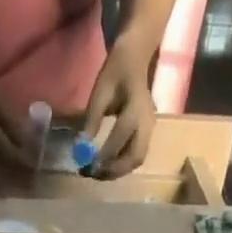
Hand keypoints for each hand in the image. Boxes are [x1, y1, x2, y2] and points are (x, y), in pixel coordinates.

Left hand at [79, 37, 156, 177]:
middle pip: (135, 157)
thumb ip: (92, 121)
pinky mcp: (147, 135)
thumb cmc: (116, 72)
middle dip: (115, 170)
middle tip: (94, 174)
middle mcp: (147, 123)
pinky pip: (136, 156)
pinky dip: (121, 165)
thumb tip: (81, 148)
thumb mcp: (100, 92)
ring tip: (98, 172)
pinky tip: (106, 166)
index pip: (121, 136)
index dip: (105, 154)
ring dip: (118, 171)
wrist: (136, 58)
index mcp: (136, 108)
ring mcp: (150, 130)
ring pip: (137, 160)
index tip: (88, 164)